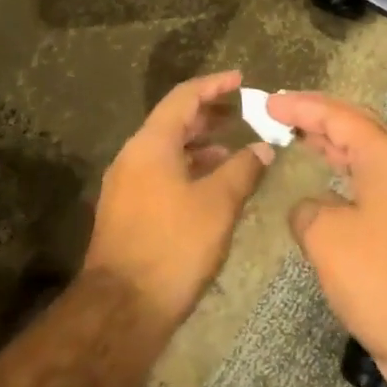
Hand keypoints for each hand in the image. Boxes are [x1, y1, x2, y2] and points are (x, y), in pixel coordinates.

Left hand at [86, 72, 271, 332]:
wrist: (123, 307)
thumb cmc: (174, 245)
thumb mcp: (218, 204)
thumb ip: (243, 169)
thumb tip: (263, 148)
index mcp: (151, 145)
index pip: (184, 97)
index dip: (214, 85)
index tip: (241, 79)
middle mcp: (133, 157)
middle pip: (172, 121)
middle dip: (208, 115)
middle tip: (241, 112)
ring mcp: (126, 185)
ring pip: (166, 150)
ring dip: (199, 145)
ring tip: (233, 149)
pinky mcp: (127, 210)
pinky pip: (160, 173)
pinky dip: (187, 168)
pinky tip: (211, 185)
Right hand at [267, 93, 386, 386]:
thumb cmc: (378, 277)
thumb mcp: (326, 236)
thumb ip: (307, 210)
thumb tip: (310, 209)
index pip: (339, 116)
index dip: (301, 106)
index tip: (268, 102)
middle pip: (356, 128)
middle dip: (318, 117)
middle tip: (280, 112)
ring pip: (362, 157)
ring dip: (330, 145)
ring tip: (296, 137)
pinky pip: (365, 185)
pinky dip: (339, 176)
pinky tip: (321, 188)